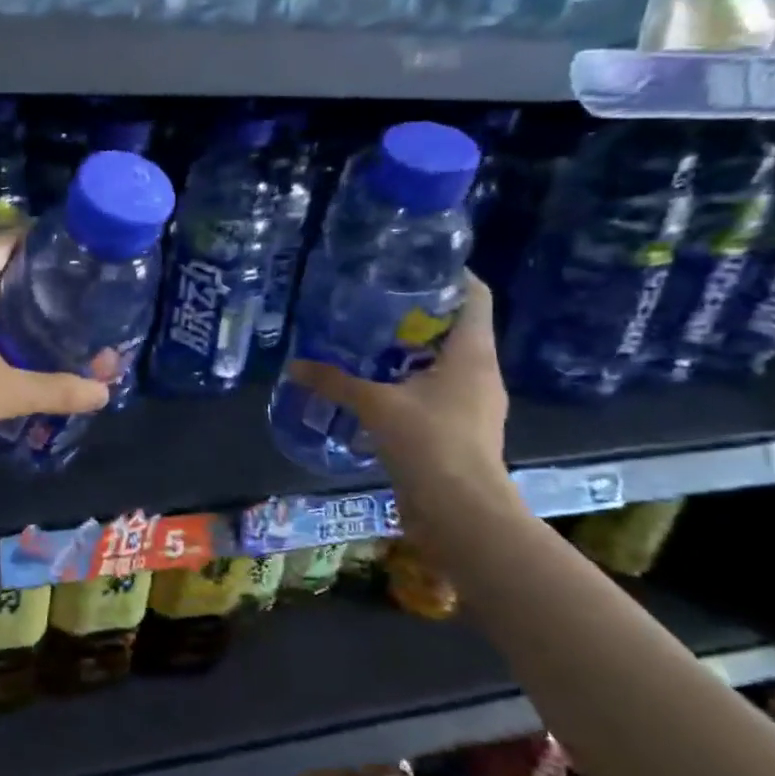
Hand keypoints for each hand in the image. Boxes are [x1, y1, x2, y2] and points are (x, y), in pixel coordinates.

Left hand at [0, 231, 109, 472]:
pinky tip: (10, 351)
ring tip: (47, 317)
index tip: (69, 250)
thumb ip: (57, 389)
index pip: (1, 243)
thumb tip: (104, 392)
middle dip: (28, 276)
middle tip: (69, 288)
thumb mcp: (6, 392)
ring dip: (7, 305)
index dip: (34, 240)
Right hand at [283, 273, 509, 514]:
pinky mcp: (461, 429)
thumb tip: (293, 365)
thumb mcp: (376, 405)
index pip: (474, 296)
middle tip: (375, 300)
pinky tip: (377, 385)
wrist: (461, 511)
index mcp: (472, 353)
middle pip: (455, 327)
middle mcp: (481, 372)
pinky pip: (437, 390)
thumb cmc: (430, 442)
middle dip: (418, 313)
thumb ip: (335, 381)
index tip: (413, 264)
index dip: (451, 274)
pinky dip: (410, 381)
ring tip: (369, 340)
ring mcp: (474, 403)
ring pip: (445, 361)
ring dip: (412, 350)